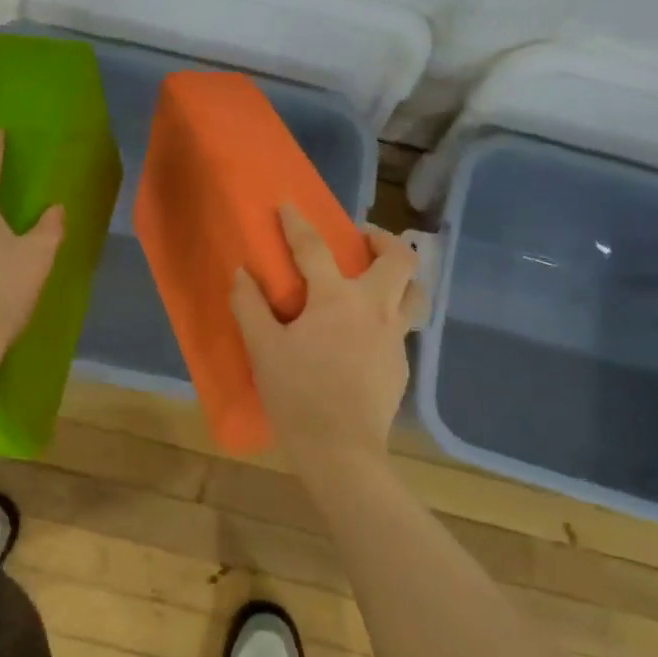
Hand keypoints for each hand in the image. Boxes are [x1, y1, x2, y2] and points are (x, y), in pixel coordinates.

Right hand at [229, 205, 424, 473]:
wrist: (342, 451)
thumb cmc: (297, 394)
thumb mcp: (263, 349)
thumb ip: (250, 306)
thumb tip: (242, 273)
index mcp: (337, 299)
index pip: (315, 248)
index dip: (297, 224)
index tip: (288, 205)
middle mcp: (375, 308)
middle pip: (399, 259)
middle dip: (383, 239)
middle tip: (363, 238)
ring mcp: (395, 337)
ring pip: (415, 293)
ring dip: (401, 277)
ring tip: (379, 280)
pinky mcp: (402, 364)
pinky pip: (403, 327)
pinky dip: (390, 316)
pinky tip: (366, 335)